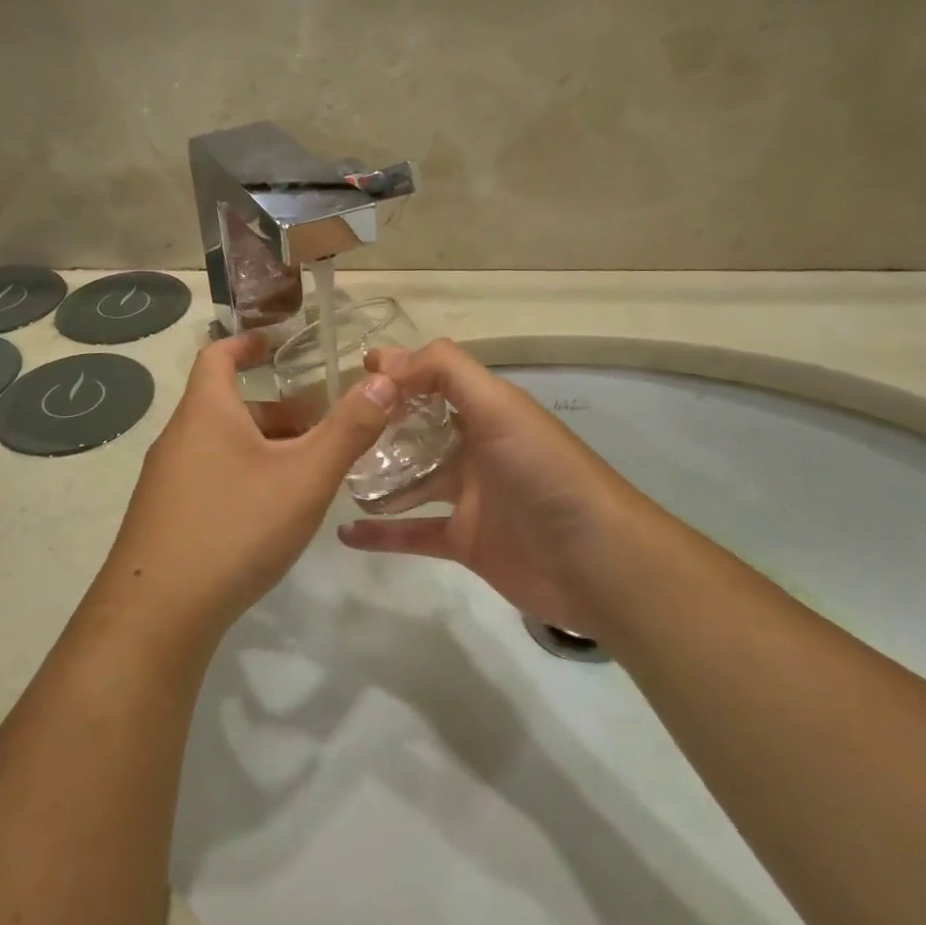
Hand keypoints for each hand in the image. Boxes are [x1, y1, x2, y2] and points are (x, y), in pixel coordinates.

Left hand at [94, 331, 399, 646]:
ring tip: (307, 471)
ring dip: (263, 447)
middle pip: (228, 406)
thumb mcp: (304, 477)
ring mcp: (166, 480)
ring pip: (221, 446)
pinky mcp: (164, 517)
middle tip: (321, 425)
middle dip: (277, 410)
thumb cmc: (235, 527)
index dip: (247, 343)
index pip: (218, 355)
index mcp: (205, 412)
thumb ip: (348, 430)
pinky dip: (244, 476)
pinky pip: (210, 477)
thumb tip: (384, 380)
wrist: (157, 613)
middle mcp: (179, 437)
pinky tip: (271, 512)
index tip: (276, 343)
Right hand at [338, 340, 681, 649]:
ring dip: (375, 477)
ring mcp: (469, 497)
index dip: (399, 370)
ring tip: (332, 473)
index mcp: (487, 411)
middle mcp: (476, 448)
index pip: (435, 378)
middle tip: (331, 425)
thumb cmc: (543, 471)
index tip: (354, 371)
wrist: (594, 560)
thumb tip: (388, 364)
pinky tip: (345, 533)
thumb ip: (446, 372)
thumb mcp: (499, 406)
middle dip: (378, 424)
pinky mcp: (464, 541)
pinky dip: (381, 535)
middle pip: (417, 429)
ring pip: (411, 480)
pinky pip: (413, 533)